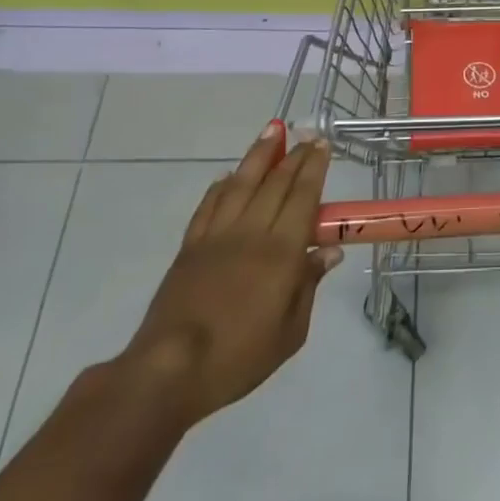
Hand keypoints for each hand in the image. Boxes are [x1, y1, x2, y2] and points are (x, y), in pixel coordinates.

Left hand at [120, 122, 343, 428]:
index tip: (322, 145)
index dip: (314, 168)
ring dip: (258, 155)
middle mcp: (251, 233)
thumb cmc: (239, 356)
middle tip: (306, 133)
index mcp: (281, 252)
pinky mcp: (190, 247)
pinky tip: (227, 175)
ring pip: (240, 184)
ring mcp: (217, 236)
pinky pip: (208, 206)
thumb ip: (309, 285)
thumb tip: (329, 251)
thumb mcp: (290, 332)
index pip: (302, 197)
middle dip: (293, 155)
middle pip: (275, 184)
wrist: (170, 369)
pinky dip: (220, 186)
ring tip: (271, 130)